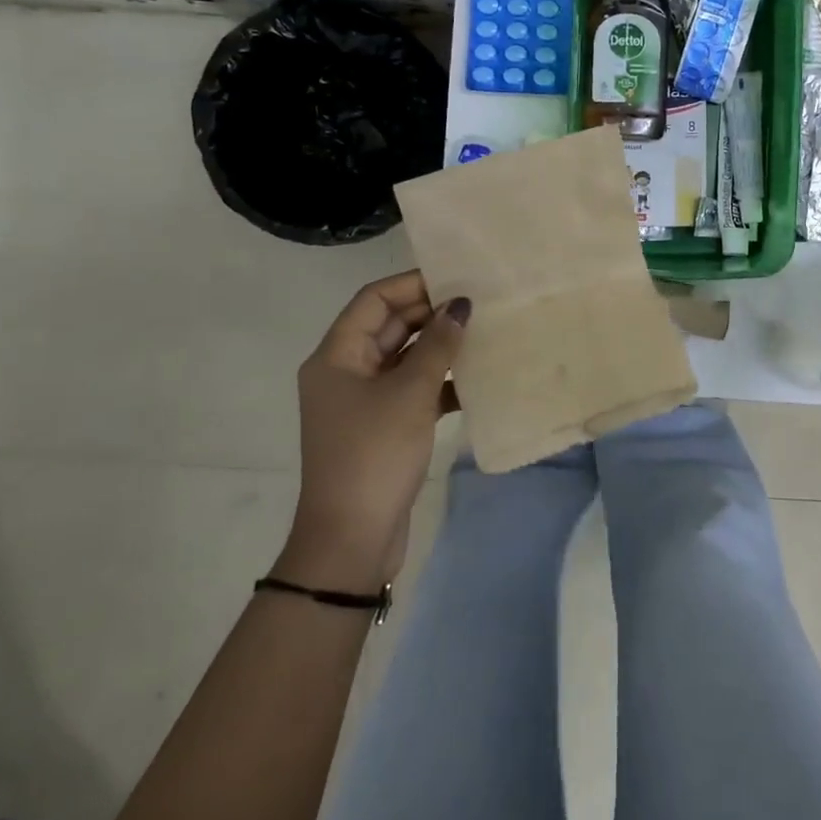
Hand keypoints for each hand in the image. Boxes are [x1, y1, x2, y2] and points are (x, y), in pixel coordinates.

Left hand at [277, 271, 468, 591]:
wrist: (352, 539)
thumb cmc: (374, 454)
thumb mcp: (410, 394)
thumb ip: (438, 345)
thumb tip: (460, 305)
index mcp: (336, 356)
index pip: (374, 300)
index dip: (413, 284)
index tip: (456, 280)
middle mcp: (346, 371)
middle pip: (391, 326)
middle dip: (432, 314)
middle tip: (479, 305)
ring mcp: (365, 400)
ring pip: (406, 358)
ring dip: (440, 348)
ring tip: (484, 335)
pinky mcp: (384, 426)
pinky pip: (414, 389)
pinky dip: (440, 382)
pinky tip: (475, 381)